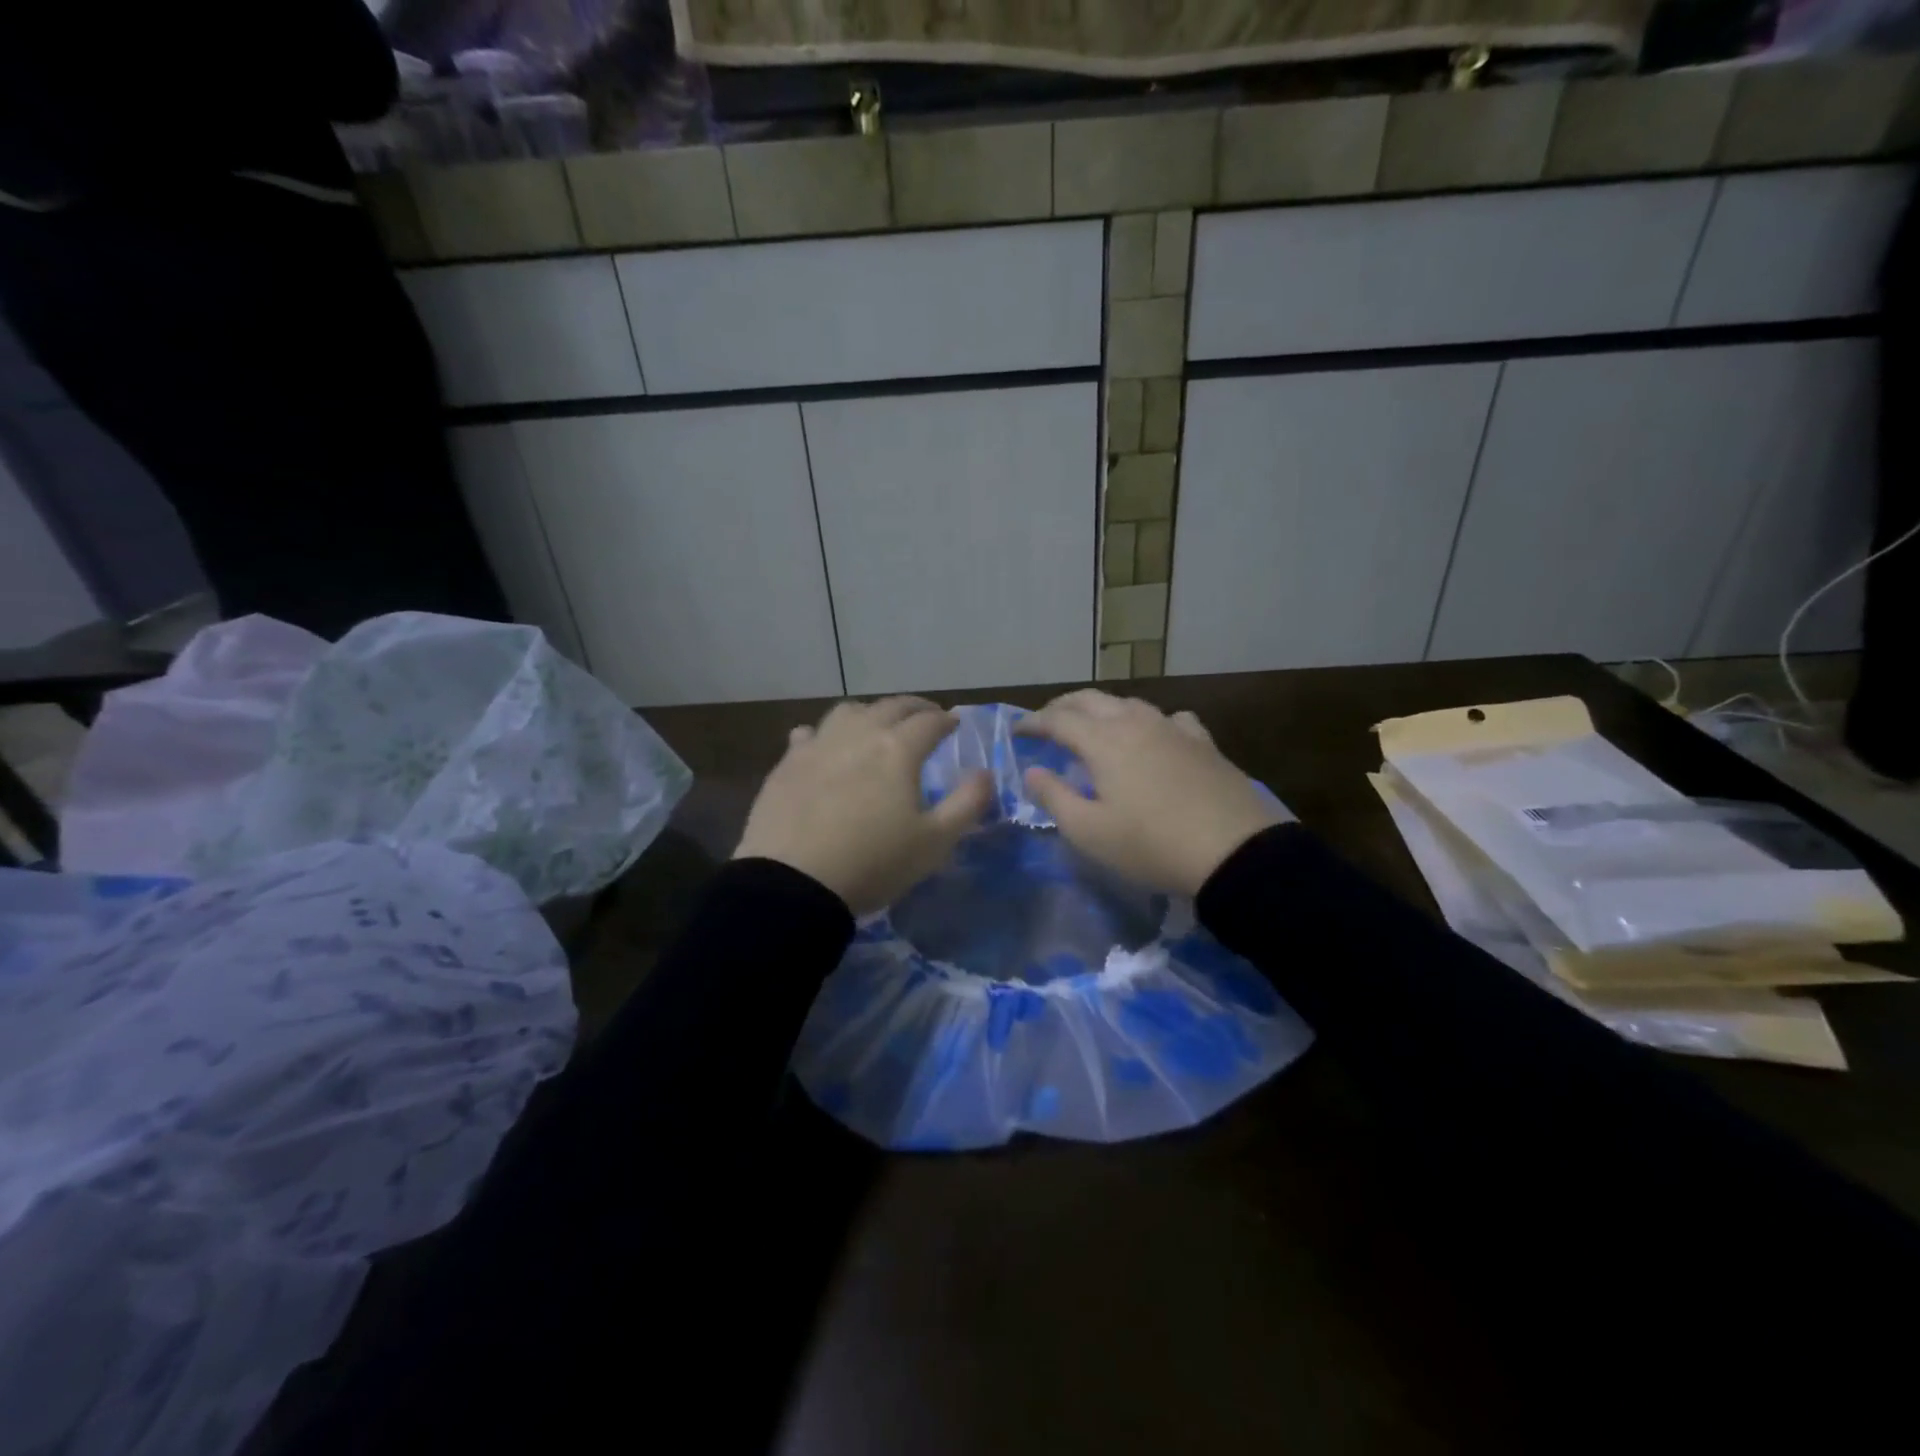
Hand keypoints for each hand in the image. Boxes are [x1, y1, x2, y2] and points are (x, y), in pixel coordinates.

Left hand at [734, 697, 992, 915]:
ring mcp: (818, 745)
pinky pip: (808, 734)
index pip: (929, 721)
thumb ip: (967, 803)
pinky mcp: (787, 763)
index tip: (953, 724)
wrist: (794, 883)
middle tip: (924, 717)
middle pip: (890, 706)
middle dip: (913, 708)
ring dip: (870, 713)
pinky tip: (823, 746)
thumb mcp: (935, 842)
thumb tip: (985, 774)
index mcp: (898, 749)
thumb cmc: (874, 863)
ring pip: (848, 711)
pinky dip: (824, 734)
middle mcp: (859, 734)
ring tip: (876, 726)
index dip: (945, 720)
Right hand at [1017, 691, 1288, 896]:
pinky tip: (1155, 736)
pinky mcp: (1203, 742)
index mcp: (1103, 741)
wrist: (1234, 851)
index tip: (1017, 732)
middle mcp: (1135, 722)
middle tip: (1046, 722)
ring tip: (1094, 727)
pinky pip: (1169, 718)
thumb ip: (1054, 797)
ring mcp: (1173, 728)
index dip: (1033, 722)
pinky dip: (1149, 721)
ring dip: (1103, 709)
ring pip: (1129, 704)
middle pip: (1091, 699)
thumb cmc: (1151, 844)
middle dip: (1063, 706)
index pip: (1058, 719)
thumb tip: (1032, 772)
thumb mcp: (1090, 832)